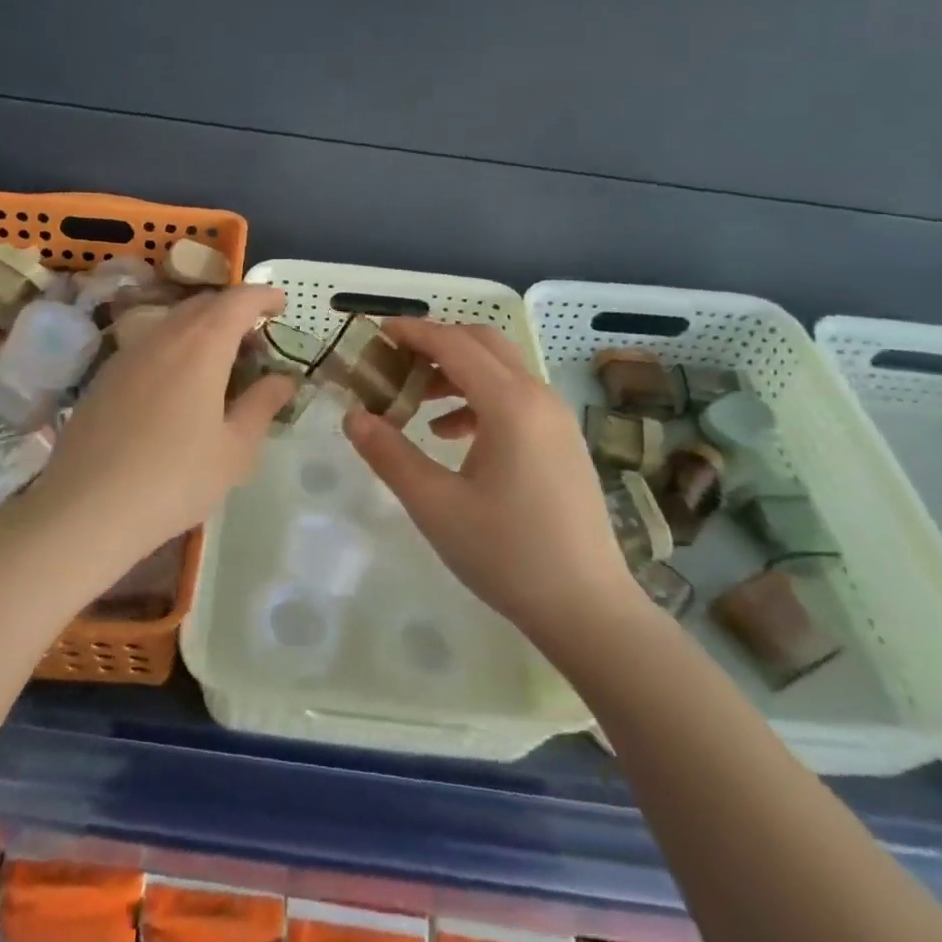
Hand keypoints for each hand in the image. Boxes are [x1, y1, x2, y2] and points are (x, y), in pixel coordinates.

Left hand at [24, 286, 297, 573]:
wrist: (86, 509)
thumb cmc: (175, 479)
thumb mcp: (234, 450)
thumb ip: (262, 405)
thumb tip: (283, 379)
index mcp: (202, 345)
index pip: (238, 300)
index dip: (263, 295)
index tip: (281, 304)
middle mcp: (164, 335)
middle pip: (204, 304)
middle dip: (234, 310)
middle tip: (256, 340)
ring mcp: (129, 353)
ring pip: (173, 322)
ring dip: (202, 328)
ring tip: (219, 362)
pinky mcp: (105, 375)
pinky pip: (150, 344)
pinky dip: (175, 347)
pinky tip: (177, 386)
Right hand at [343, 321, 646, 652]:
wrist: (588, 610)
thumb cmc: (508, 555)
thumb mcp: (436, 506)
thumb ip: (390, 454)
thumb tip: (353, 416)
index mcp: (510, 404)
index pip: (454, 344)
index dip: (413, 332)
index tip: (376, 331)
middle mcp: (538, 397)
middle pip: (482, 343)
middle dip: (435, 343)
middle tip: (394, 361)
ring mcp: (556, 418)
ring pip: (500, 368)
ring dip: (456, 371)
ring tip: (414, 399)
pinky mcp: (561, 440)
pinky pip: (515, 397)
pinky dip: (478, 398)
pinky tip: (451, 434)